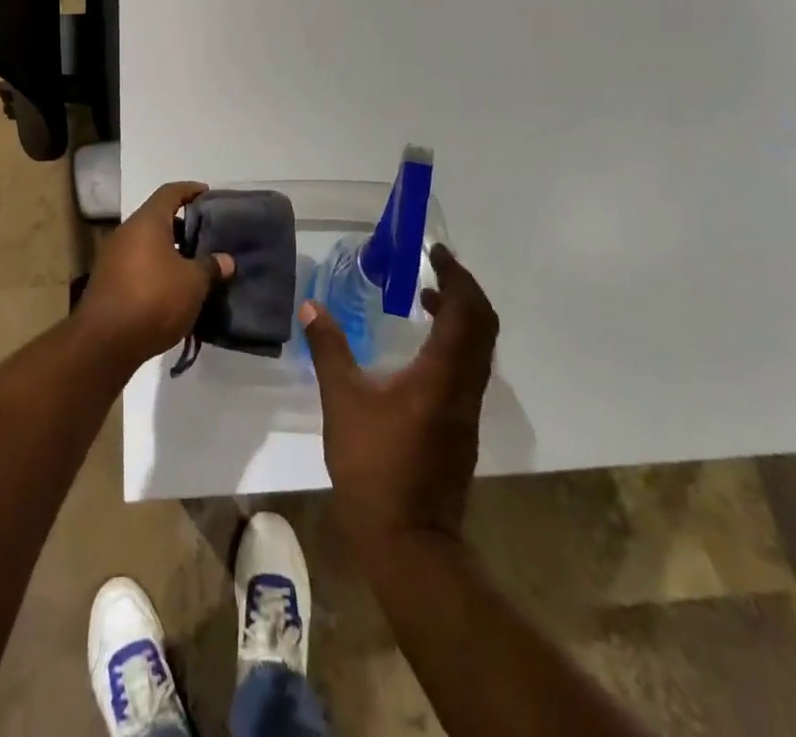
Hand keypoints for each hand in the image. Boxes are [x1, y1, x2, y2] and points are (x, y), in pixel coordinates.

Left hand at [78, 181, 233, 367]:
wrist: (104, 343)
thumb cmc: (153, 300)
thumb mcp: (193, 284)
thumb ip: (210, 267)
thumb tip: (226, 260)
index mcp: (147, 222)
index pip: (170, 192)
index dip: (190, 190)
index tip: (207, 194)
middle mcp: (126, 233)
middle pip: (157, 218)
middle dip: (182, 226)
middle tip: (207, 236)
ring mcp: (113, 258)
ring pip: (147, 244)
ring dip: (170, 250)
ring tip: (195, 266)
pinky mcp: (108, 282)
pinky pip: (137, 264)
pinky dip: (156, 268)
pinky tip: (173, 289)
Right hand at [300, 245, 497, 553]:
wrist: (408, 541)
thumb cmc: (374, 466)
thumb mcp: (342, 401)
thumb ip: (329, 349)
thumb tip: (311, 305)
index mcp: (443, 374)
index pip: (467, 311)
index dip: (456, 277)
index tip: (437, 253)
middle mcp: (465, 386)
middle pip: (484, 326)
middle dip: (464, 290)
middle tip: (436, 269)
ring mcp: (468, 409)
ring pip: (480, 349)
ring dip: (461, 316)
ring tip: (425, 299)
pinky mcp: (462, 427)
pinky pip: (470, 368)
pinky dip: (455, 342)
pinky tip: (421, 347)